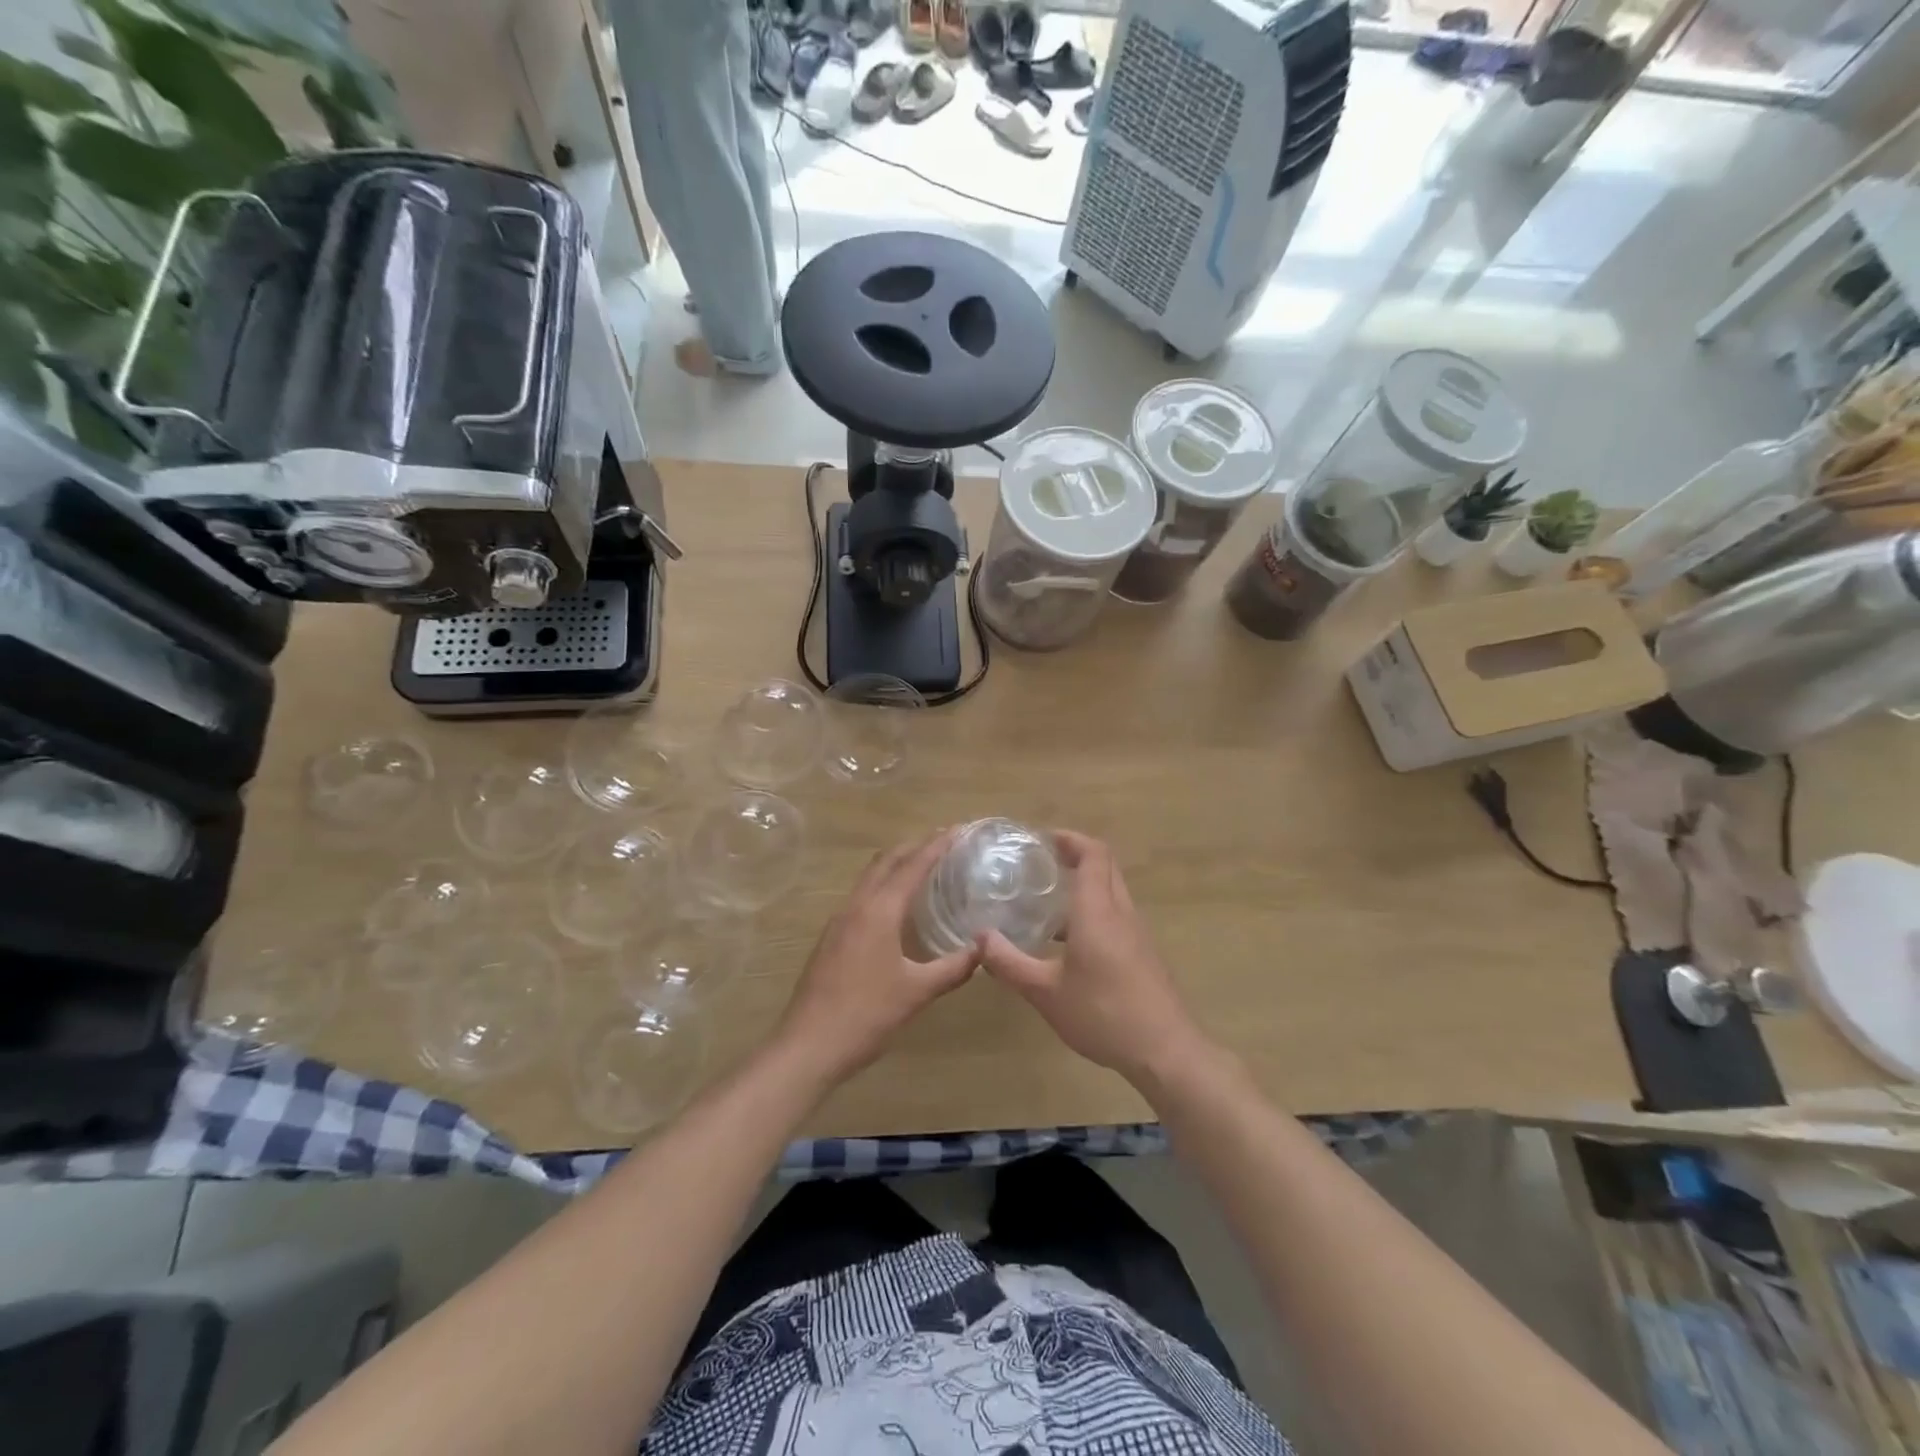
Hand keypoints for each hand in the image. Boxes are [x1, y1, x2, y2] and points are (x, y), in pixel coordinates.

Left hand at [772, 828, 978, 1085]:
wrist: (808, 1046)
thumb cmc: (866, 1015)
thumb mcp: (917, 992)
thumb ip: (953, 967)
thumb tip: (984, 947)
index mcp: (878, 911)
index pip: (912, 866)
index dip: (937, 845)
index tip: (958, 829)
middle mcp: (856, 906)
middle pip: (886, 861)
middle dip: (914, 846)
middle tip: (944, 840)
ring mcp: (839, 921)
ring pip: (870, 877)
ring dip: (896, 864)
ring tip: (923, 865)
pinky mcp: (831, 937)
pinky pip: (862, 896)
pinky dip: (883, 885)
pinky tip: (896, 906)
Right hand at [978, 830, 1209, 1083]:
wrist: (1166, 1051)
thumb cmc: (1103, 1014)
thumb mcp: (1046, 993)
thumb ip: (1010, 963)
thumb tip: (980, 938)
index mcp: (1098, 911)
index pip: (1092, 853)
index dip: (1069, 838)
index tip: (1042, 839)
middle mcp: (1120, 912)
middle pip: (1105, 866)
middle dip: (1075, 855)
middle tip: (1040, 862)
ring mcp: (1136, 933)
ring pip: (1111, 891)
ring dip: (1084, 884)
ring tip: (1047, 900)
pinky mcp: (1142, 953)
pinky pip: (1116, 915)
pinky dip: (1093, 910)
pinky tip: (1068, 942)